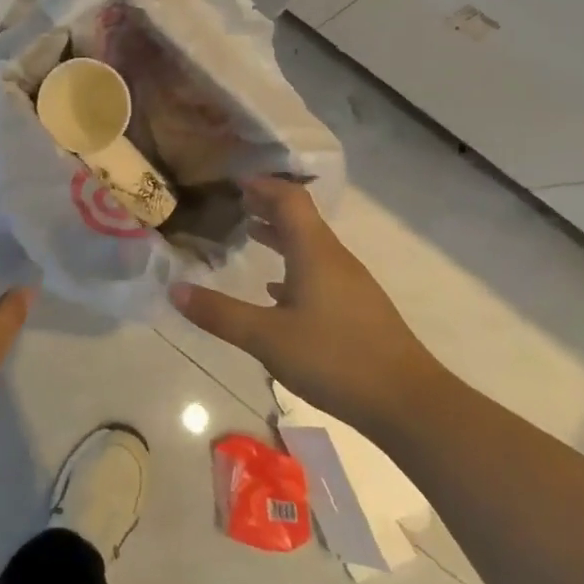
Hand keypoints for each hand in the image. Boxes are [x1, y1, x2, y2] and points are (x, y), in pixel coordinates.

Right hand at [170, 177, 447, 435]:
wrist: (409, 403)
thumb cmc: (335, 359)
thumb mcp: (267, 338)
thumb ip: (220, 313)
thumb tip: (174, 289)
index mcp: (314, 252)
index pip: (289, 199)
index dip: (263, 185)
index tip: (234, 181)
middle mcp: (334, 259)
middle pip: (300, 219)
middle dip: (267, 206)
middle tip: (234, 203)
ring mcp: (350, 284)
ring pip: (309, 246)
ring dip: (279, 236)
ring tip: (249, 235)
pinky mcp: (357, 308)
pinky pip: (318, 271)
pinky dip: (293, 267)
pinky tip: (276, 291)